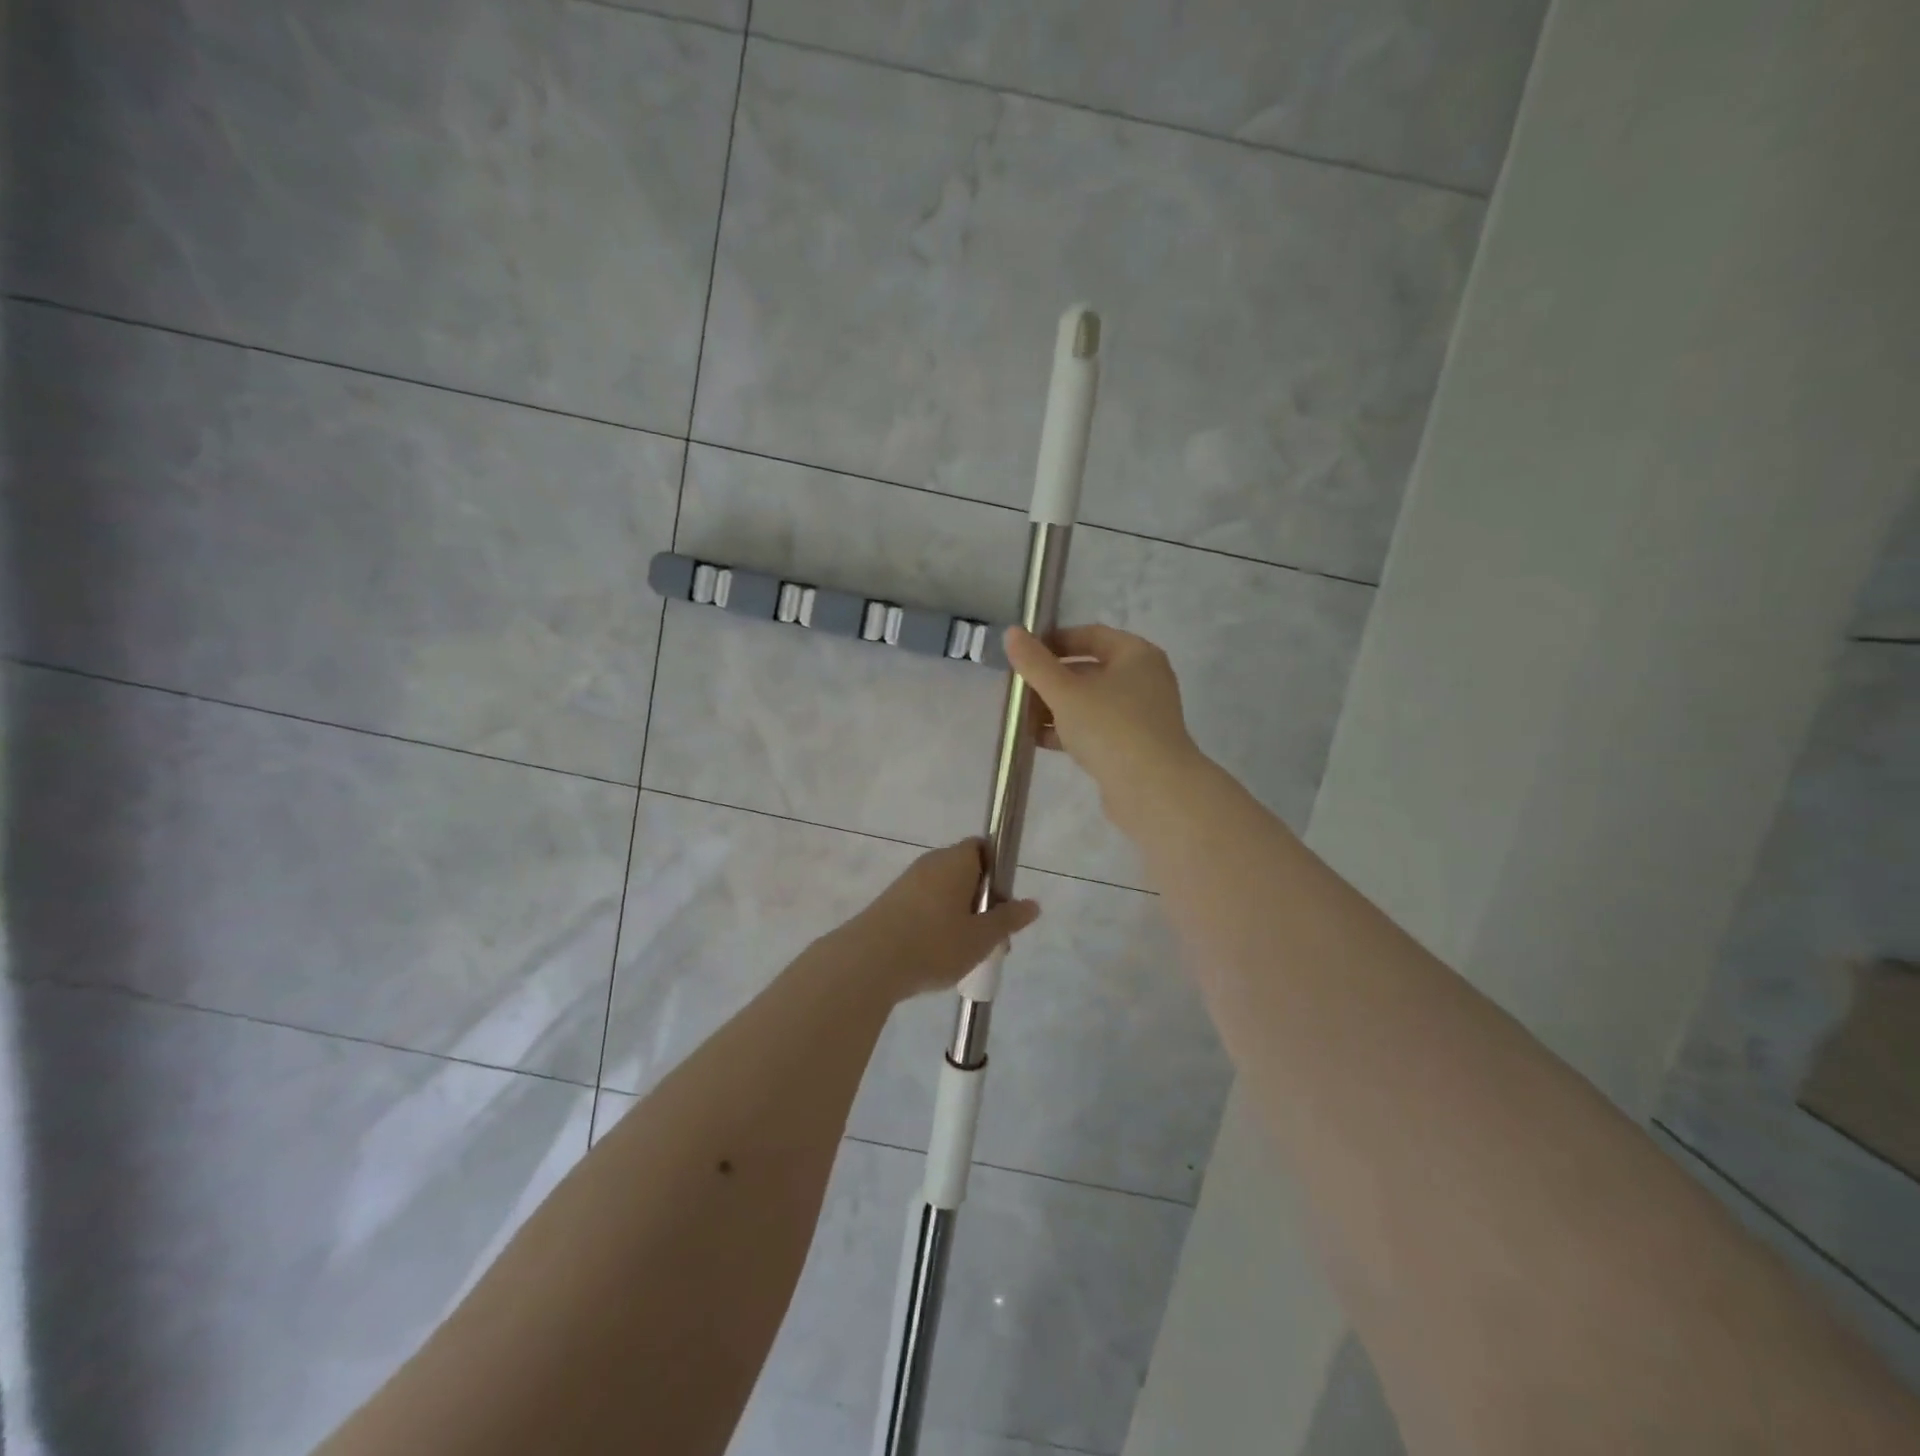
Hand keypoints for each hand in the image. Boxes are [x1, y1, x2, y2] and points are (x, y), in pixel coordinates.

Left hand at [837, 839, 1039, 1002]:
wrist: (869, 962)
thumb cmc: (935, 943)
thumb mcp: (981, 937)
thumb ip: (1008, 919)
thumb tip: (1032, 904)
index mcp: (956, 860)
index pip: (983, 848)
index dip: (998, 873)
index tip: (1003, 906)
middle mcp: (931, 863)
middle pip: (966, 873)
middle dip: (982, 903)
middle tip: (992, 941)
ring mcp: (907, 882)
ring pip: (945, 893)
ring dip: (960, 918)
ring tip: (967, 956)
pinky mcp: (890, 903)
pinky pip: (925, 906)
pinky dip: (937, 925)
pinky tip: (937, 956)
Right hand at [1003, 624, 1203, 823]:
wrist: (1153, 790)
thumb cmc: (1110, 728)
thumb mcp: (1065, 692)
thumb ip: (1035, 663)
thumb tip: (1012, 632)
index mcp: (1136, 655)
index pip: (1091, 635)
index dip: (1055, 641)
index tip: (1024, 653)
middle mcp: (1144, 680)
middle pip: (1090, 670)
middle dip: (1051, 679)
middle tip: (1018, 688)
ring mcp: (1141, 715)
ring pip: (1091, 702)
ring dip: (1056, 707)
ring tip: (1022, 716)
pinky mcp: (1134, 746)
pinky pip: (1096, 729)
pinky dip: (1070, 730)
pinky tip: (1040, 740)